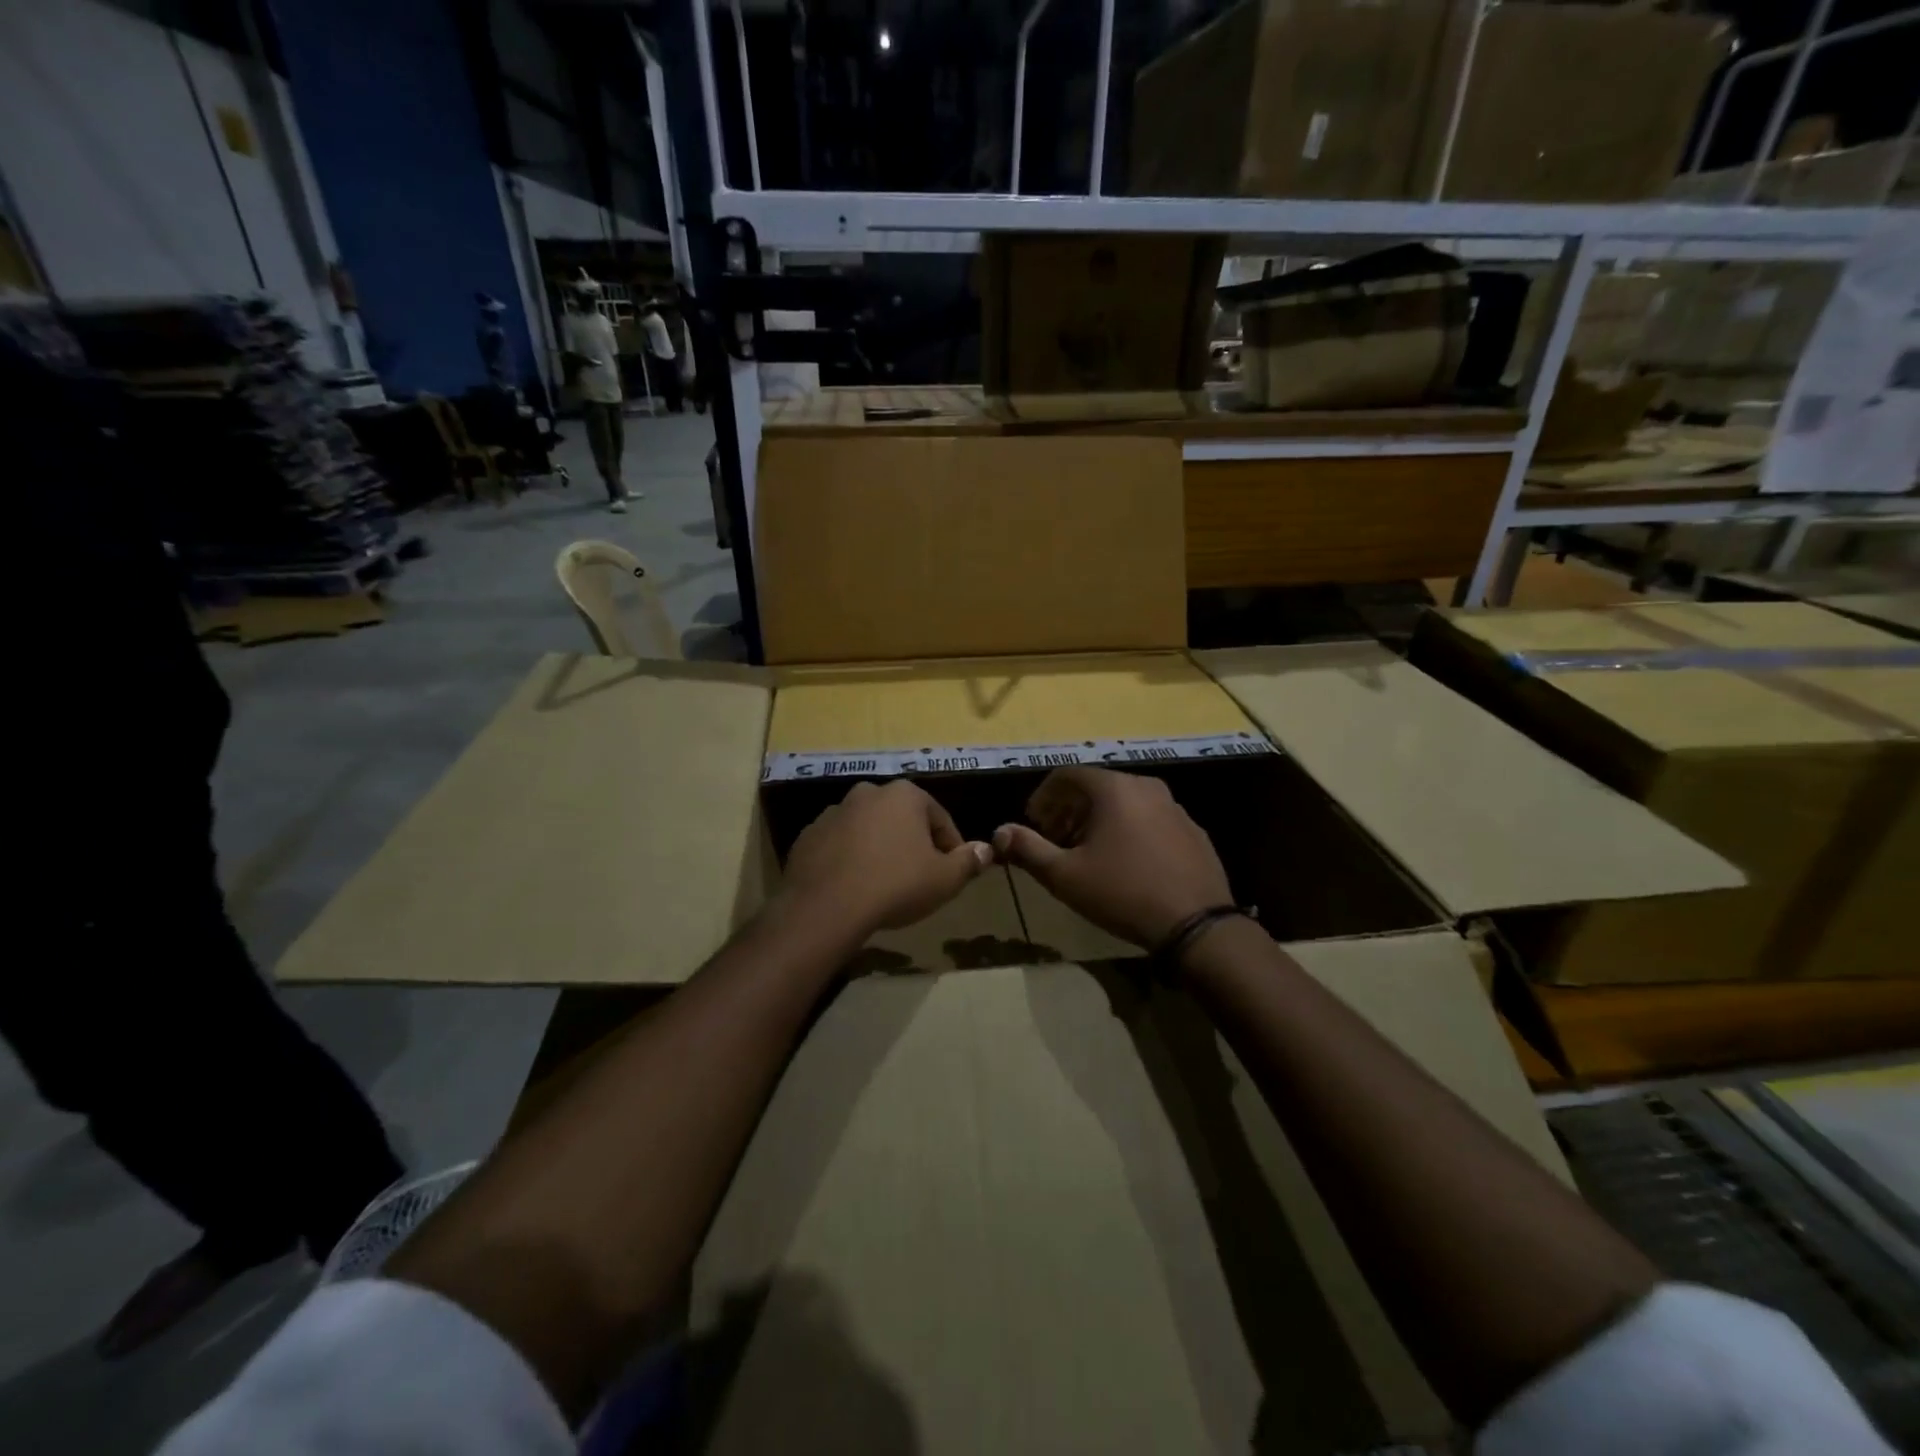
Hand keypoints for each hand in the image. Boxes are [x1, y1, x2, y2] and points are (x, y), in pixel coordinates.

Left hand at [783, 781, 992, 938]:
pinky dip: (850, 859)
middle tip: (919, 878)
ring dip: (879, 849)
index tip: (952, 874)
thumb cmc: (896, 885)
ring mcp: (833, 812)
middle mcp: (867, 793)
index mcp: (904, 794)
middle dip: (913, 844)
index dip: (951, 848)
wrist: (826, 907)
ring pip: (868, 830)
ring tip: (884, 884)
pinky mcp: (808, 835)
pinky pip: (839, 845)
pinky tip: (854, 887)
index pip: (940, 819)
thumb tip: (986, 849)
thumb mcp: (945, 879)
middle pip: (902, 819)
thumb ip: (968, 861)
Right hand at [992, 767, 1231, 949]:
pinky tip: (1125, 863)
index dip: (1044, 796)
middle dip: (1069, 809)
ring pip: (1125, 802)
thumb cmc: (1123, 893)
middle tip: (1054, 838)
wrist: (1196, 925)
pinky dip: (1128, 829)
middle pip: (1097, 787)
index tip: (1033, 822)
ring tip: (1086, 852)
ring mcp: (1174, 807)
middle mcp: (1146, 786)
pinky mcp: (1192, 830)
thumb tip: (999, 833)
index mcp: (1114, 789)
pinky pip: (1150, 818)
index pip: (1068, 775)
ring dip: (1098, 820)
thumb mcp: (1065, 875)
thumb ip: (1028, 849)